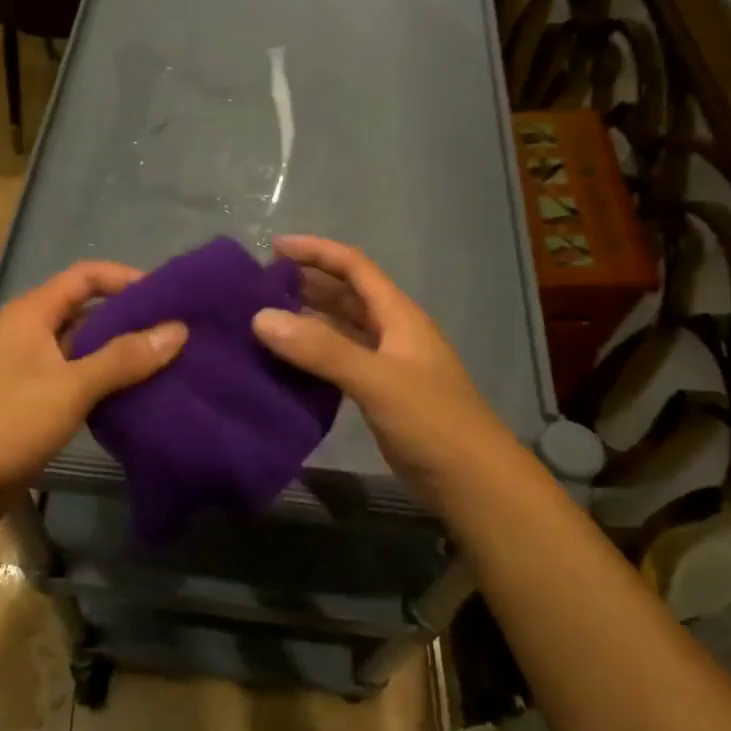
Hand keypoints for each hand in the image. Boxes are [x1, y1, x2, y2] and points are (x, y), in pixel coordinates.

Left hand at [0, 261, 185, 519]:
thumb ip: (124, 358)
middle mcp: (28, 332)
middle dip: (129, 319)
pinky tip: (136, 396)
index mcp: (31, 313)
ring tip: (167, 364)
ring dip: (119, 354)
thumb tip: (178, 330)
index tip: (168, 296)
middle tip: (176, 333)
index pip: (85, 277)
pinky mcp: (31, 401)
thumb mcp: (71, 386)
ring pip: (82, 349)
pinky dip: (104, 383)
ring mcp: (28, 368)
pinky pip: (75, 380)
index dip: (126, 279)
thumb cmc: (9, 422)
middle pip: (85, 311)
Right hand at [252, 235, 503, 509]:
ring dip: (306, 321)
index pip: (354, 267)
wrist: (471, 481)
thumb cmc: (431, 421)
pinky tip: (284, 365)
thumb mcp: (376, 379)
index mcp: (399, 316)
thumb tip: (260, 318)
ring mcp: (386, 365)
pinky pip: (338, 363)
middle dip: (306, 285)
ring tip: (262, 321)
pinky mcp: (378, 395)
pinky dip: (311, 357)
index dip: (316, 252)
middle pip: (345, 296)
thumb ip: (321, 349)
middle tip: (259, 288)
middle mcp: (392, 333)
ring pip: (340, 330)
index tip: (273, 249)